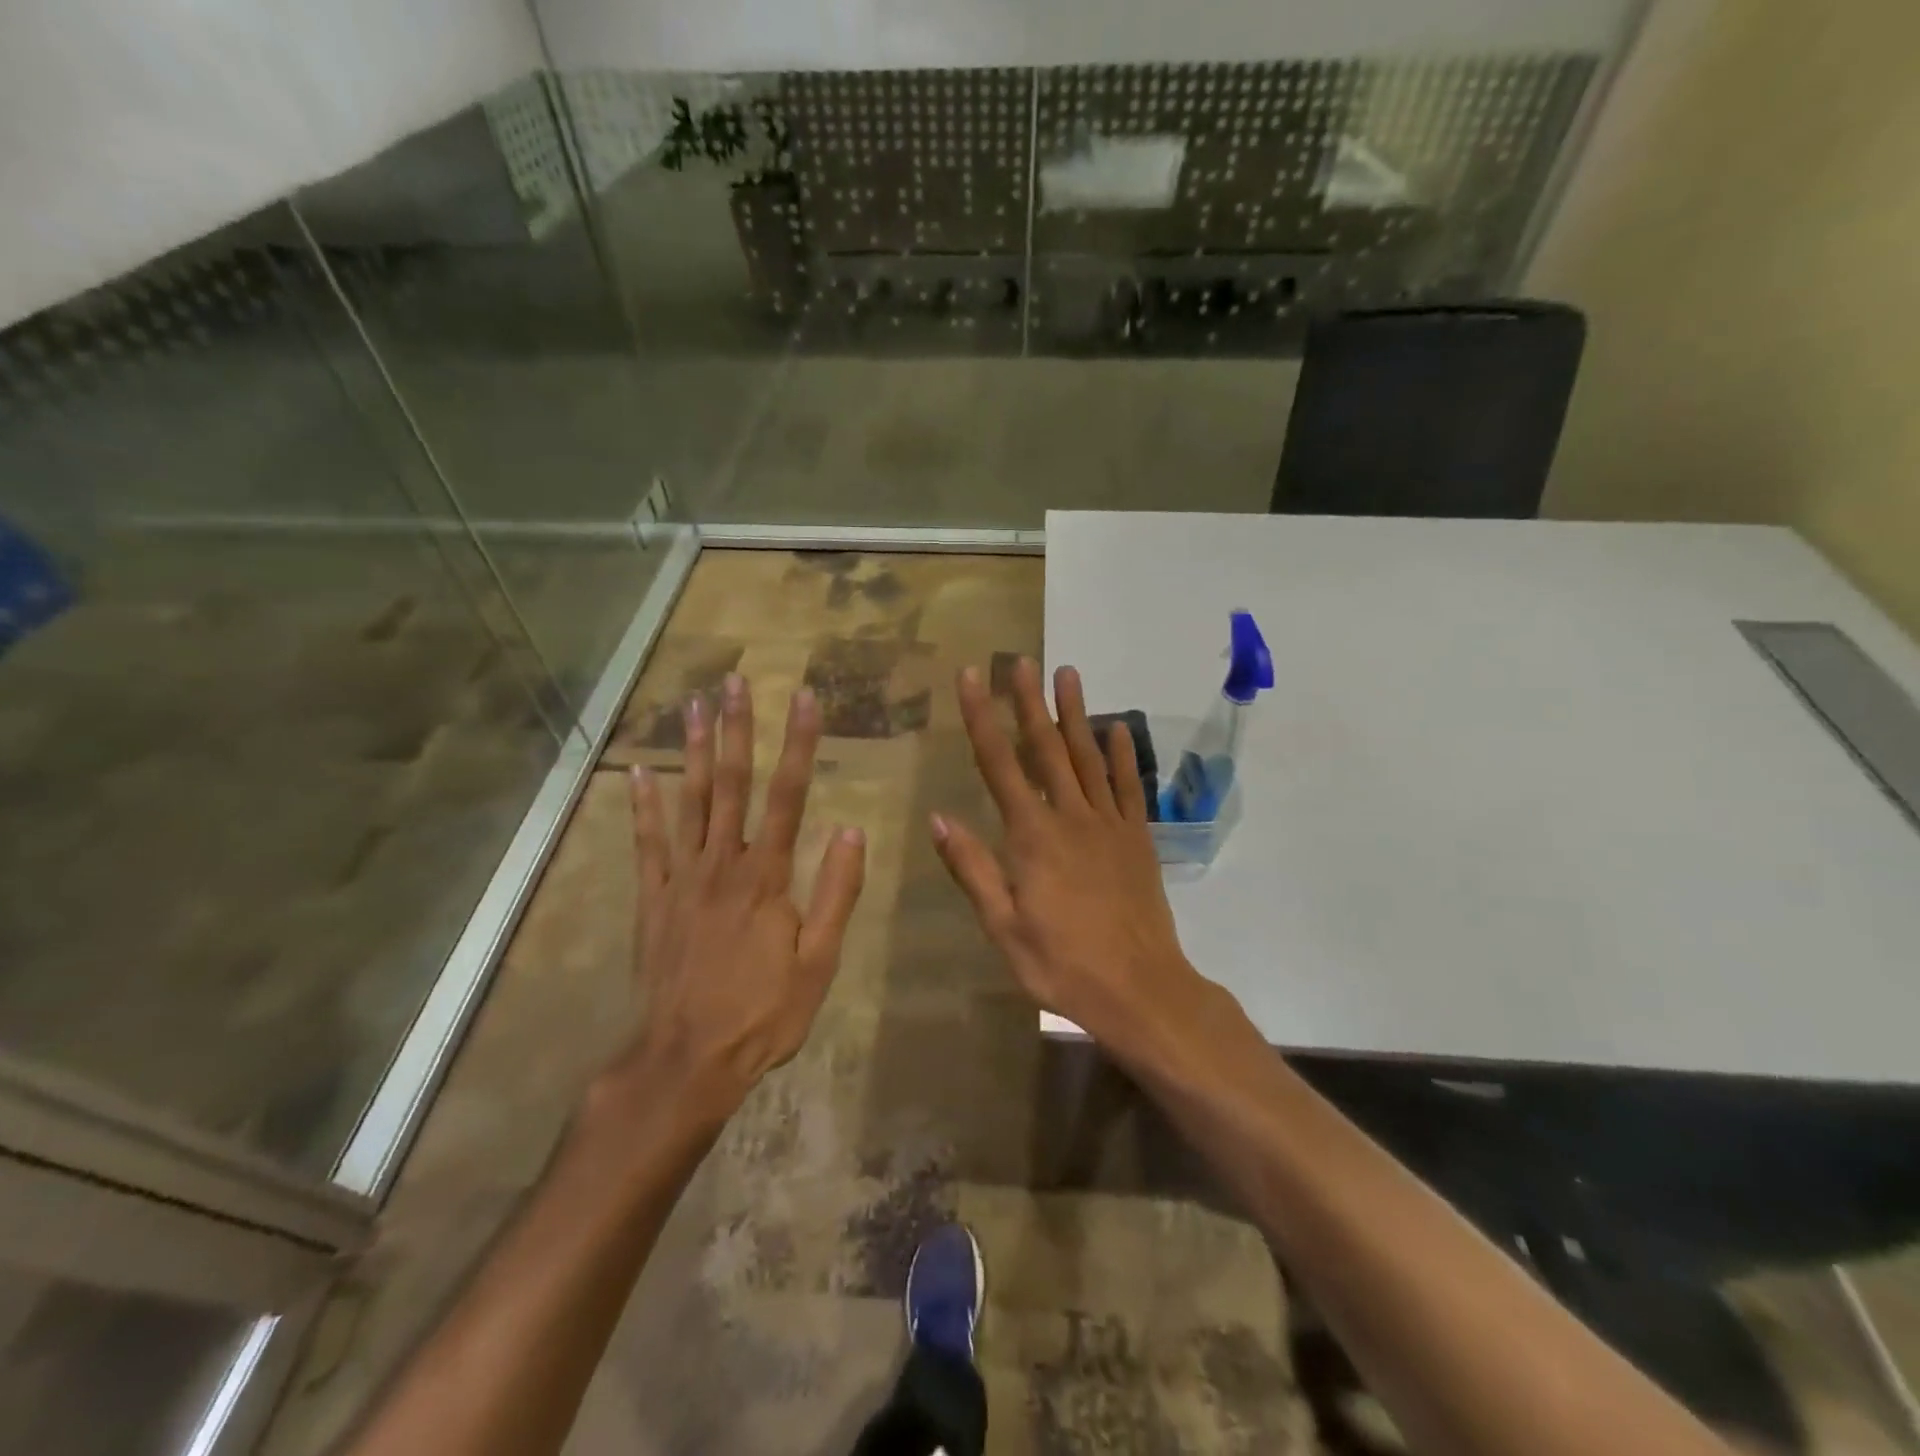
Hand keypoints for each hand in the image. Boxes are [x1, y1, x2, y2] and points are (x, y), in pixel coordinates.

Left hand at [622, 674, 865, 1109]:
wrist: (687, 1060)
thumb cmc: (763, 1013)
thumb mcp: (819, 961)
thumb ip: (835, 892)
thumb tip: (851, 829)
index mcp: (767, 876)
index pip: (789, 795)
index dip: (800, 744)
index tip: (806, 699)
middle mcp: (722, 863)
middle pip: (731, 784)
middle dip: (737, 729)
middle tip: (734, 682)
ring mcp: (681, 878)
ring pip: (688, 802)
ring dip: (692, 751)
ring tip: (694, 705)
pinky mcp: (652, 899)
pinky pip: (645, 843)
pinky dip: (641, 805)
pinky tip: (637, 771)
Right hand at [931, 657, 1210, 1056]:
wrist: (1140, 989)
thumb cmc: (1062, 964)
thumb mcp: (1003, 926)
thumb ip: (972, 869)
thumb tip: (939, 818)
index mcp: (1032, 836)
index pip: (1000, 763)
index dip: (982, 717)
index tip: (972, 678)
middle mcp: (1071, 817)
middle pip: (1047, 748)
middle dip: (1030, 702)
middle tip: (1021, 661)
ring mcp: (1110, 825)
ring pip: (1089, 757)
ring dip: (1076, 714)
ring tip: (1067, 674)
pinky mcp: (1138, 839)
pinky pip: (1129, 787)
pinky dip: (1123, 756)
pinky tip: (1117, 729)